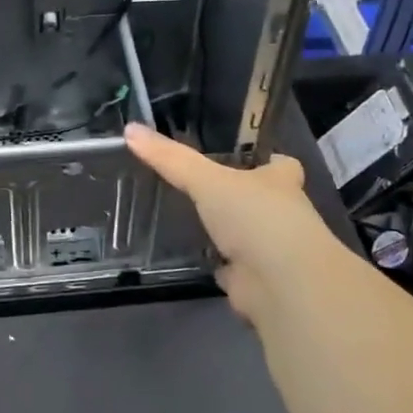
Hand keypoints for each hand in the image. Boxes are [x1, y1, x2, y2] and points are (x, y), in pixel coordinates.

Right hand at [124, 122, 343, 325]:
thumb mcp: (207, 179)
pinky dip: (218, 265)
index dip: (264, 159)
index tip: (240, 155)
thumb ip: (171, 159)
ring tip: (191, 218)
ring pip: (246, 234)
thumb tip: (131, 129)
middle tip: (202, 186)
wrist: (281, 283)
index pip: (279, 163)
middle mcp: (281, 213)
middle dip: (239, 196)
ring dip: (228, 232)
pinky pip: (232, 268)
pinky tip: (196, 257)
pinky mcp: (255, 280)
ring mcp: (270, 249)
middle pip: (260, 199)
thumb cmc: (255, 217)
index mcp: (280, 181)